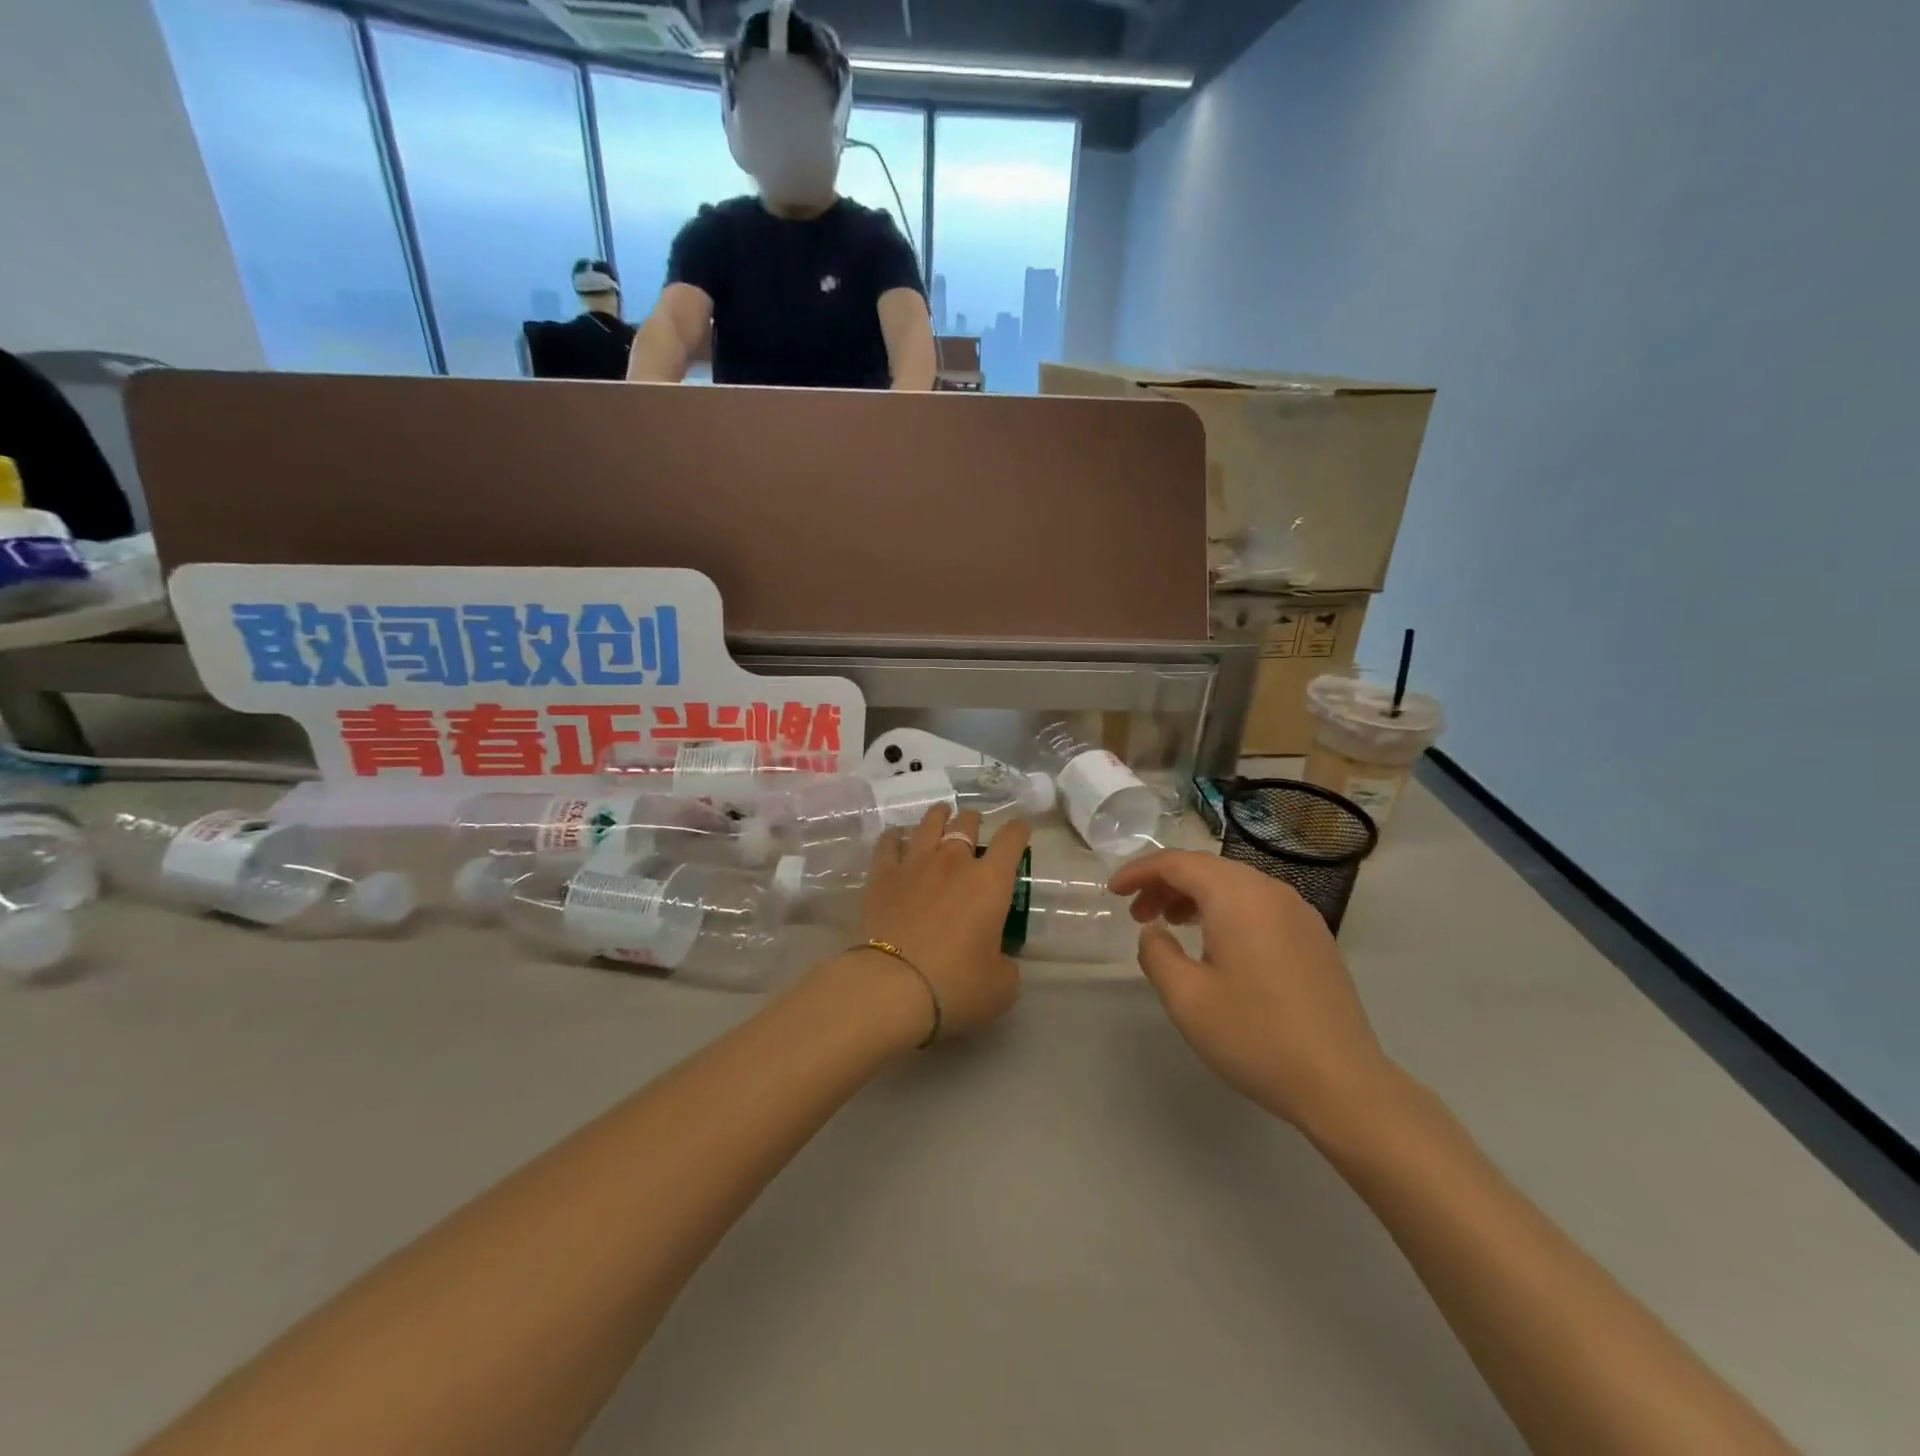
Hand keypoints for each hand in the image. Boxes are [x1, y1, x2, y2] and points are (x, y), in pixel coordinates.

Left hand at [855, 805, 1029, 1039]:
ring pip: (928, 823)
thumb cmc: (956, 985)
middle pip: (967, 822)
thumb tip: (999, 958)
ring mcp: (914, 864)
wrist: (892, 986)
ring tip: (941, 815)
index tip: (1020, 829)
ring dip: (939, 816)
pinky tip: (897, 837)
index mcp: (990, 882)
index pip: (1011, 839)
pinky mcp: (882, 875)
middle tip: (974, 827)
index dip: (1019, 829)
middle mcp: (954, 861)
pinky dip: (896, 836)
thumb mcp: (1001, 986)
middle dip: (974, 821)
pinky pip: (889, 842)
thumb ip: (1006, 964)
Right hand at [1108, 851, 1393, 1132]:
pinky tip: (1216, 945)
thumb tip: (1155, 933)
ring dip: (1195, 897)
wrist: (1343, 1084)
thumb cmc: (1255, 1035)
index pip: (1177, 863)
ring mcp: (1299, 912)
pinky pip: (1258, 905)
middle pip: (1207, 869)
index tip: (1113, 892)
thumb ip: (1156, 954)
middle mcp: (1270, 891)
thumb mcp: (1186, 998)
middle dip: (1165, 884)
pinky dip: (1226, 911)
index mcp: (1236, 896)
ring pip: (1234, 885)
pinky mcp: (1314, 937)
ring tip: (1171, 926)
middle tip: (1138, 915)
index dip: (1140, 872)